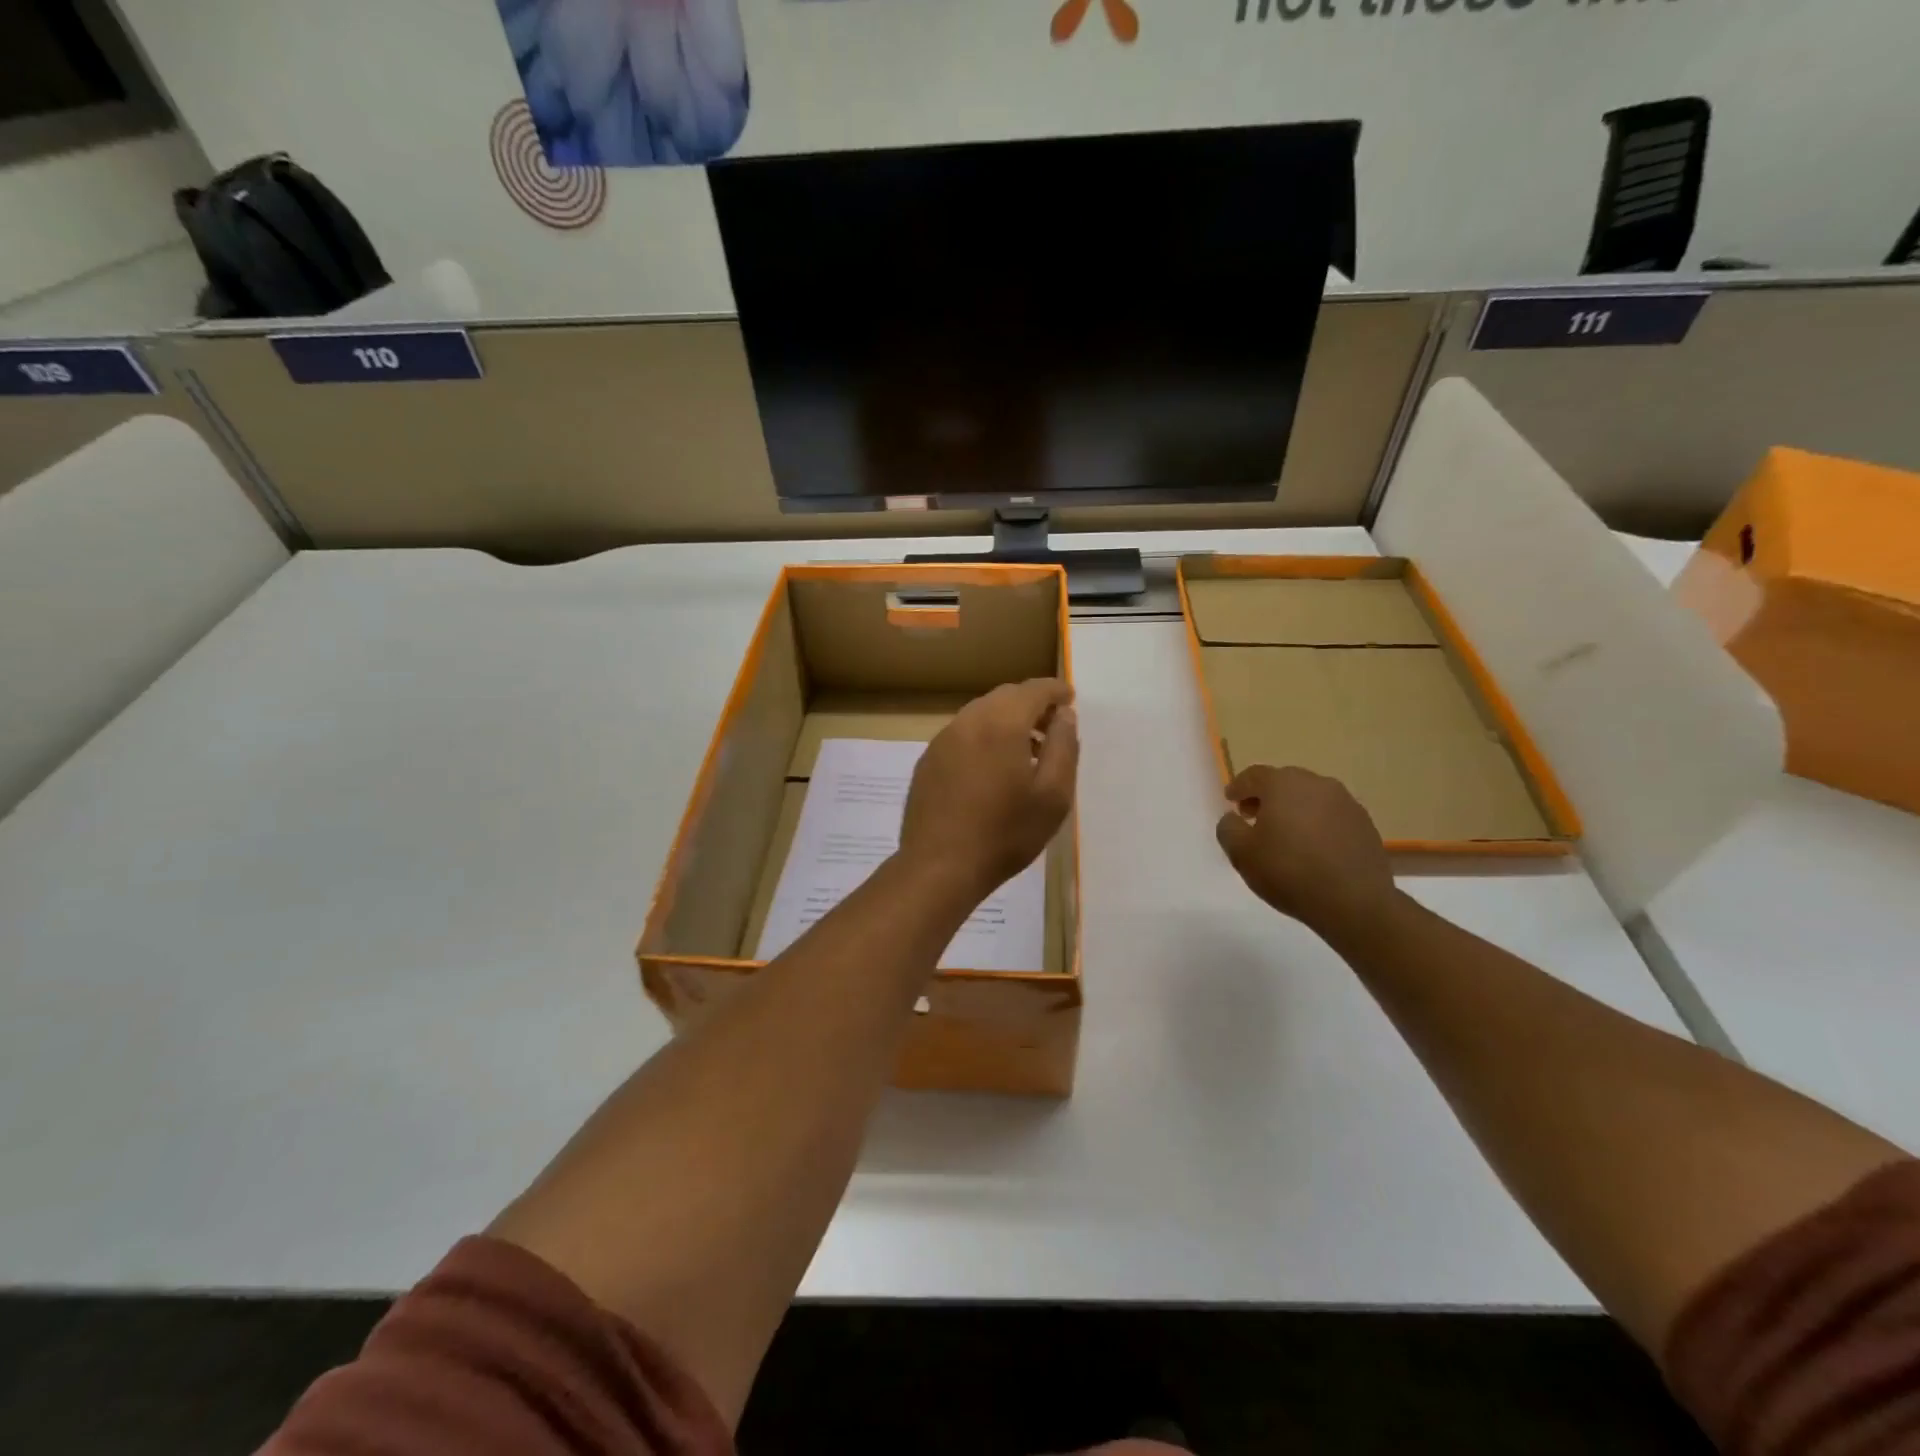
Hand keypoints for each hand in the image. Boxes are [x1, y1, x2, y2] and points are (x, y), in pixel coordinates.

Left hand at [899, 679, 1077, 903]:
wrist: (940, 867)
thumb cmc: (1005, 834)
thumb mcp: (1053, 795)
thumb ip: (1063, 747)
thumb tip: (1064, 715)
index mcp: (1001, 723)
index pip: (1033, 690)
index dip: (1055, 691)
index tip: (1070, 699)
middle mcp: (968, 721)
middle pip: (1004, 697)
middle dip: (1031, 704)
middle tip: (1052, 727)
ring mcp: (942, 740)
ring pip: (980, 714)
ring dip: (1006, 721)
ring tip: (1026, 751)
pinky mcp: (927, 761)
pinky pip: (962, 735)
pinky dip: (983, 738)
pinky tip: (992, 770)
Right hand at [1215, 764, 1395, 943]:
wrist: (1354, 902)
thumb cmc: (1289, 872)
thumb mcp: (1241, 853)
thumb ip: (1228, 828)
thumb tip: (1233, 818)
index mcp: (1283, 784)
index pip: (1254, 775)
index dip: (1238, 787)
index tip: (1230, 801)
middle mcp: (1317, 784)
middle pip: (1284, 782)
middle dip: (1266, 796)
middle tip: (1254, 817)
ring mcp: (1346, 802)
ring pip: (1310, 798)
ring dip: (1294, 809)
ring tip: (1285, 835)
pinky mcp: (1365, 824)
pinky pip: (1331, 815)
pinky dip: (1317, 824)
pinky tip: (1313, 848)